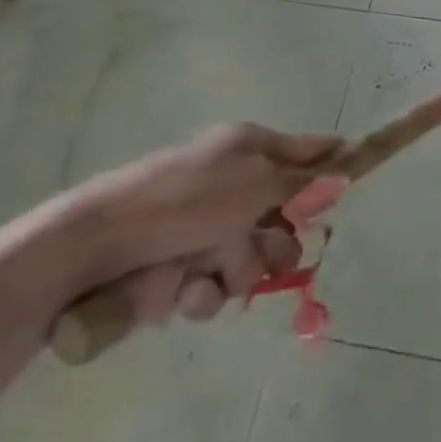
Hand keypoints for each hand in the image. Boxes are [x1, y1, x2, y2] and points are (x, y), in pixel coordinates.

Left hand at [57, 125, 342, 325]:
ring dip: (236, 273)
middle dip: (277, 245)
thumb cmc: (181, 202)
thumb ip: (303, 180)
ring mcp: (202, 226)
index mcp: (248, 148)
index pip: (308, 150)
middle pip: (283, 218)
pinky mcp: (176, 265)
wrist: (88, 246)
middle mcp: (230, 183)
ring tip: (207, 277)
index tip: (352, 186)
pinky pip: (212, 285)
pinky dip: (201, 293)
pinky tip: (184, 293)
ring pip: (249, 258)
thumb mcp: (254, 182)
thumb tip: (345, 167)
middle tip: (270, 257)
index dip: (332, 166)